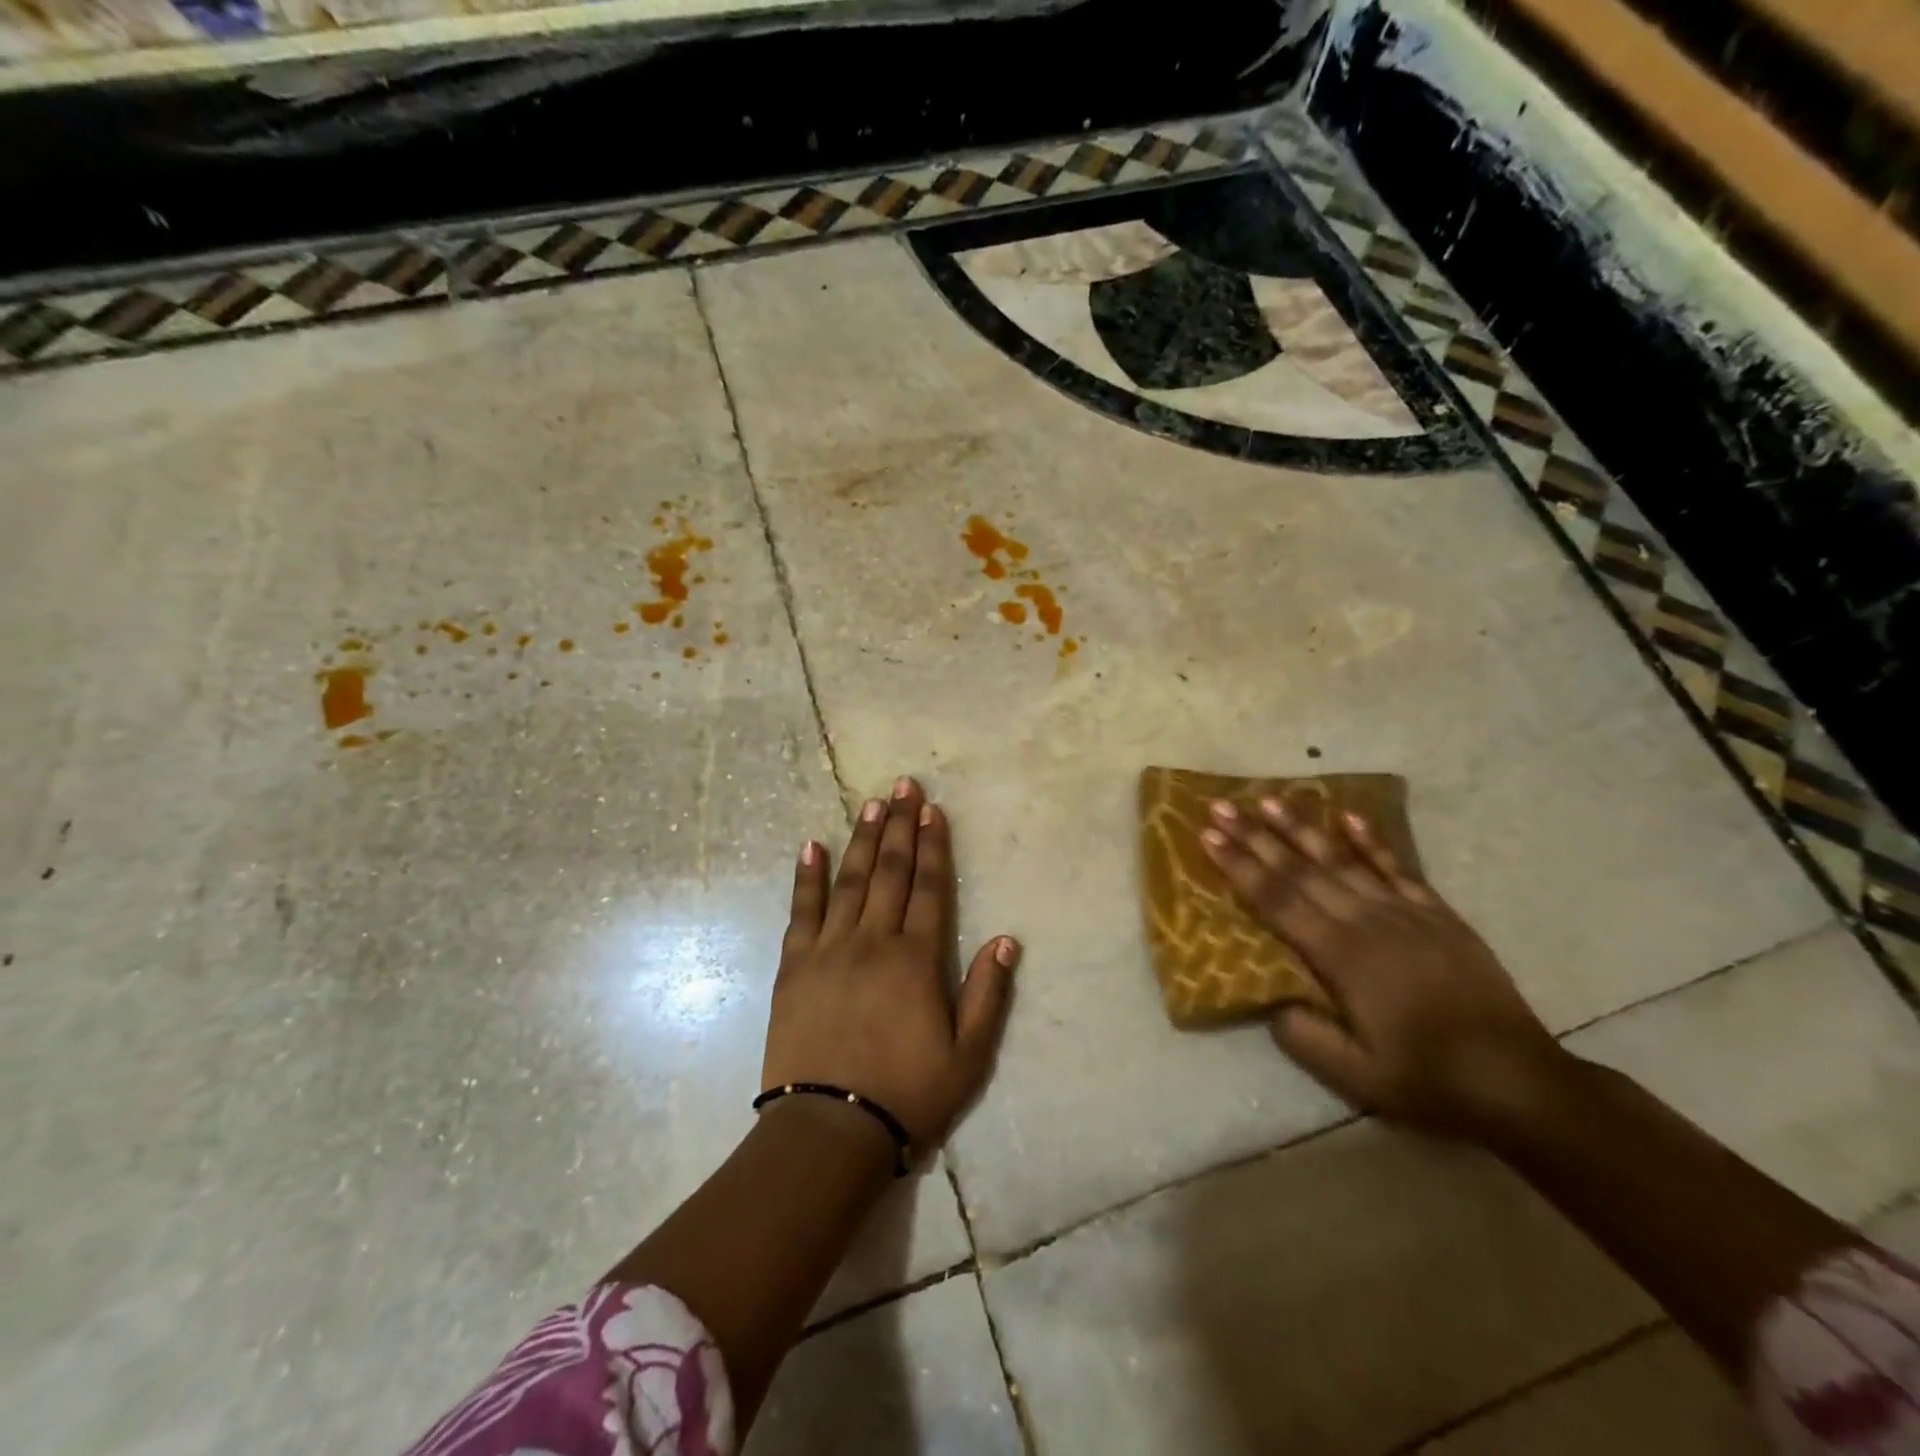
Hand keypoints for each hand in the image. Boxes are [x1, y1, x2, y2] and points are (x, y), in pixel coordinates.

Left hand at [762, 776, 1018, 1153]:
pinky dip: (807, 877)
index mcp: (916, 960)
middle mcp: (873, 941)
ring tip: (870, 803)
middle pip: (889, 872)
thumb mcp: (968, 1055)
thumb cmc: (907, 1094)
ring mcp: (829, 950)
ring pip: (849, 881)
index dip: (933, 845)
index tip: (933, 810)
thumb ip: (987, 993)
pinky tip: (811, 847)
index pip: (928, 887)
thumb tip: (1007, 939)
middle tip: (903, 785)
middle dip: (899, 825)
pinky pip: (802, 911)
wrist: (829, 1130)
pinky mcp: (795, 966)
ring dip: (861, 839)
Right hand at [1201, 795, 1568, 1139]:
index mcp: (1342, 958)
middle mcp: (1367, 922)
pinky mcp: (1437, 914)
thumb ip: (1306, 1038)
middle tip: (1223, 805)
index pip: (1277, 901)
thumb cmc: (1430, 1079)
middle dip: (1257, 837)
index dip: (1239, 867)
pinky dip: (1370, 841)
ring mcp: (1405, 913)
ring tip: (1270, 799)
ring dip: (1302, 829)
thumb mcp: (1358, 1078)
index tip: (1208, 836)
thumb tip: (1272, 1001)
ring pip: (1342, 860)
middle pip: (1301, 871)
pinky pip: (1396, 868)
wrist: (1519, 1080)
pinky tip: (1348, 818)